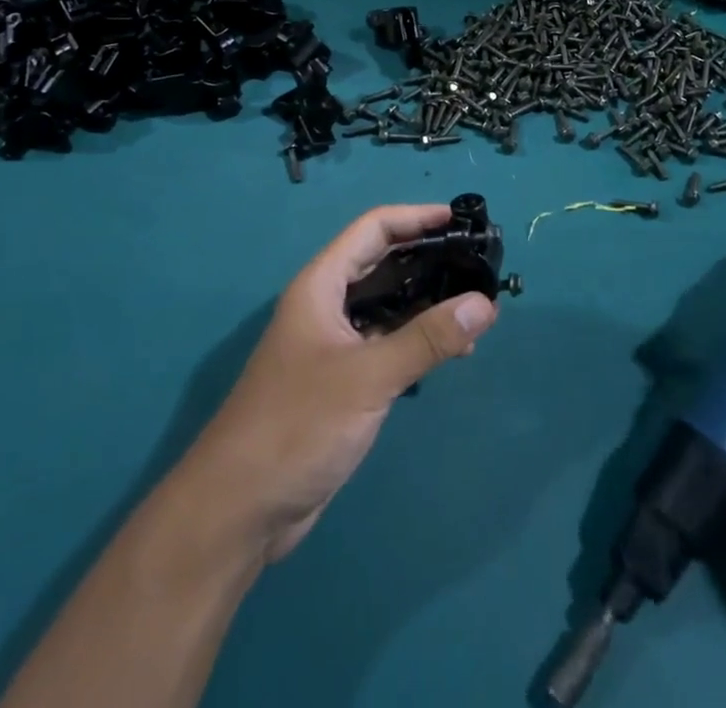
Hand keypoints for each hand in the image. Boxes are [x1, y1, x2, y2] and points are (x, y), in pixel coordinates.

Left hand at [181, 203, 500, 562]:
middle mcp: (326, 305)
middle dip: (428, 259)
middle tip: (478, 264)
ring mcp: (332, 344)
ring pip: (387, 306)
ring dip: (427, 304)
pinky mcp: (341, 381)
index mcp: (321, 285)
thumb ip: (427, 338)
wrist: (240, 508)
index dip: (416, 217)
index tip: (460, 219)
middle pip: (382, 264)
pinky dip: (417, 341)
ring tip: (477, 310)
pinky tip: (451, 352)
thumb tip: (485, 303)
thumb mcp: (368, 377)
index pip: (373, 229)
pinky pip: (386, 344)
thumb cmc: (298, 425)